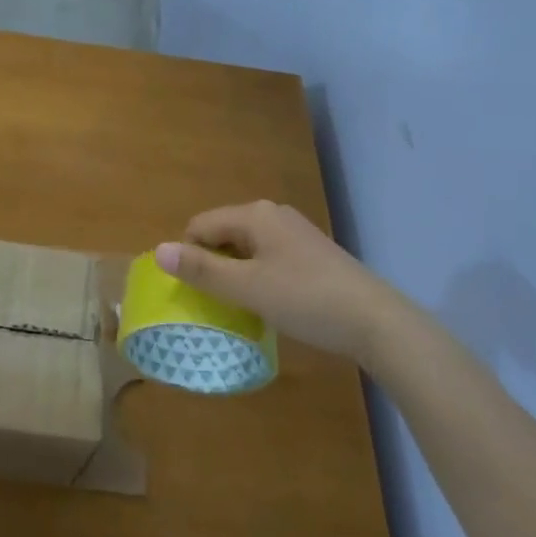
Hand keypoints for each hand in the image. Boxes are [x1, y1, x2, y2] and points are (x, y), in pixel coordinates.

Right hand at [154, 201, 380, 360]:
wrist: (377, 322)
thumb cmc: (306, 300)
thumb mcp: (248, 288)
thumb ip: (202, 270)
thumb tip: (158, 251)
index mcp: (254, 214)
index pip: (200, 226)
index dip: (190, 258)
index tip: (196, 294)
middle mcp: (272, 214)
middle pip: (223, 234)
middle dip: (213, 266)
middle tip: (217, 304)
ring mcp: (295, 232)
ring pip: (246, 248)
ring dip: (236, 274)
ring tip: (242, 308)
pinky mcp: (311, 253)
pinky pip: (268, 258)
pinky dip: (259, 277)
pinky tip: (271, 305)